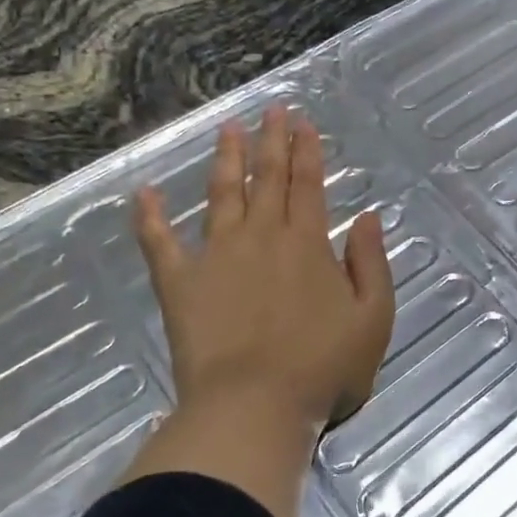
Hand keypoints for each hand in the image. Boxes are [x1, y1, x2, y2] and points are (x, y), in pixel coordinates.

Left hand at [134, 106, 395, 436]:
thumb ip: (371, 264)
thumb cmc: (321, 369)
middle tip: (271, 109)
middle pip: (267, 178)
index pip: (308, 184)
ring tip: (227, 129)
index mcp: (307, 244)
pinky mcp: (180, 283)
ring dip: (225, 159)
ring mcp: (216, 255)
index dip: (307, 150)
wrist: (254, 407)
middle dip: (271, 141)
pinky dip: (149, 216)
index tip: (302, 121)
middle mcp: (261, 236)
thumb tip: (366, 217)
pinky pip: (159, 242)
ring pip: (221, 194)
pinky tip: (143, 191)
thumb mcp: (372, 319)